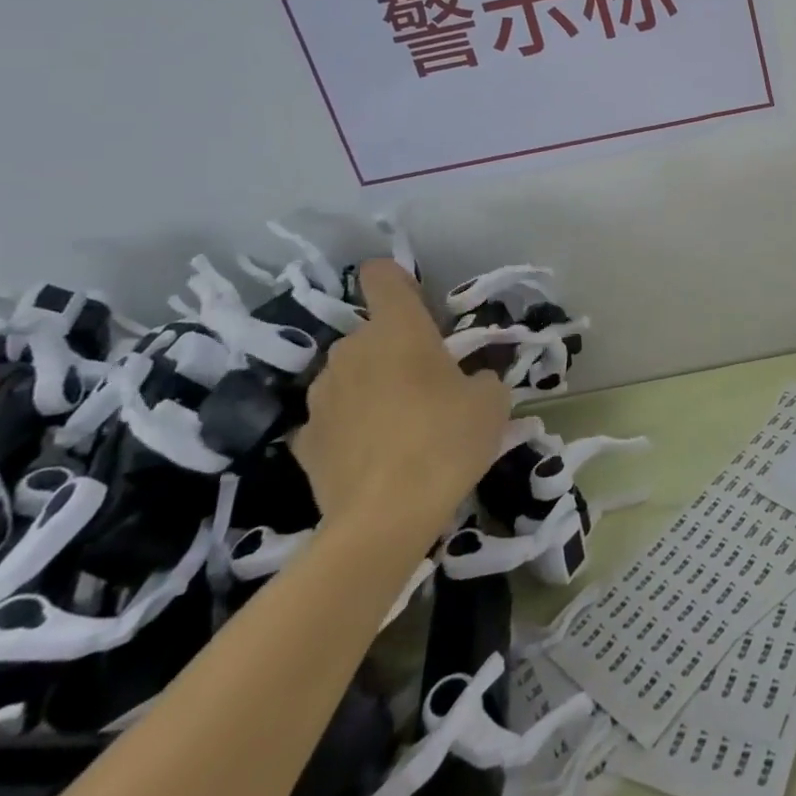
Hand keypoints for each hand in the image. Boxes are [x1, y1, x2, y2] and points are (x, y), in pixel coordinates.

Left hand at [294, 259, 510, 548]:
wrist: (385, 519)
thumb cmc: (446, 440)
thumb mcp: (491, 402)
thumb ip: (482, 378)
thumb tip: (471, 382)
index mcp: (398, 328)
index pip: (382, 276)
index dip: (399, 282)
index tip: (420, 307)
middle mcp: (351, 349)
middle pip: (372, 333)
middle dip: (394, 351)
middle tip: (427, 386)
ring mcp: (321, 396)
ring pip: (350, 375)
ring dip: (370, 388)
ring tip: (399, 426)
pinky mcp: (304, 440)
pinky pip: (333, 419)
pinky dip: (350, 428)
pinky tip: (372, 458)